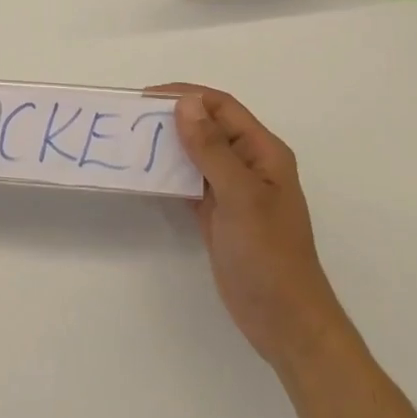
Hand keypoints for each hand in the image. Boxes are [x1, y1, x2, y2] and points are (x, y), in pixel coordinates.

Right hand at [158, 84, 344, 372]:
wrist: (285, 322)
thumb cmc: (268, 254)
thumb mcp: (240, 196)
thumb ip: (211, 148)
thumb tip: (185, 102)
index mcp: (263, 151)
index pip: (222, 107)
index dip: (186, 95)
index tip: (146, 97)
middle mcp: (249, 164)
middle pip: (207, 127)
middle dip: (173, 117)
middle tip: (131, 117)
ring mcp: (233, 190)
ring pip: (196, 154)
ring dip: (168, 145)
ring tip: (132, 140)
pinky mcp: (218, 214)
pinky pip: (190, 181)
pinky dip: (169, 174)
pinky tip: (145, 173)